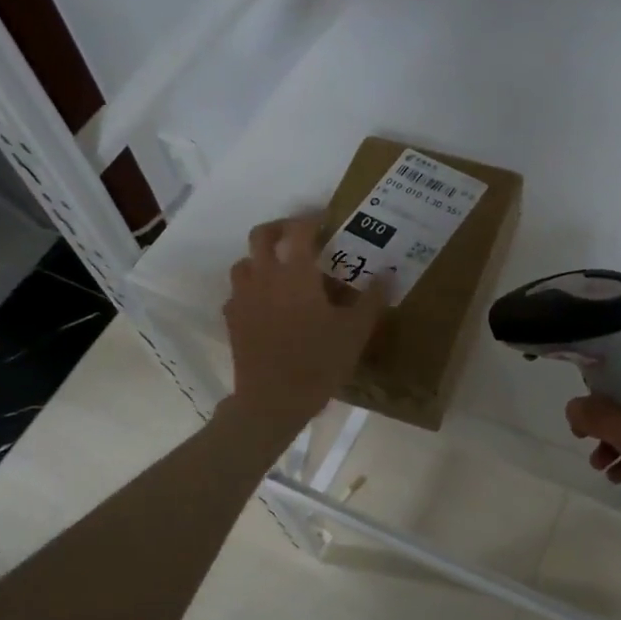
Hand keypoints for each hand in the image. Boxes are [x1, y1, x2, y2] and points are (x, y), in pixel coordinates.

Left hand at [222, 216, 388, 438]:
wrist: (273, 400)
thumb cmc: (318, 362)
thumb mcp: (355, 332)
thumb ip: (372, 299)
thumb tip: (387, 274)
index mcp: (296, 274)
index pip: (299, 230)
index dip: (312, 219)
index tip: (326, 220)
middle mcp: (264, 277)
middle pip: (261, 235)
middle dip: (280, 228)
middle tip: (299, 236)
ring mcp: (243, 298)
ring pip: (244, 262)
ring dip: (261, 258)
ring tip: (281, 271)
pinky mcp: (232, 320)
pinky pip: (238, 293)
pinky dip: (252, 289)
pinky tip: (266, 306)